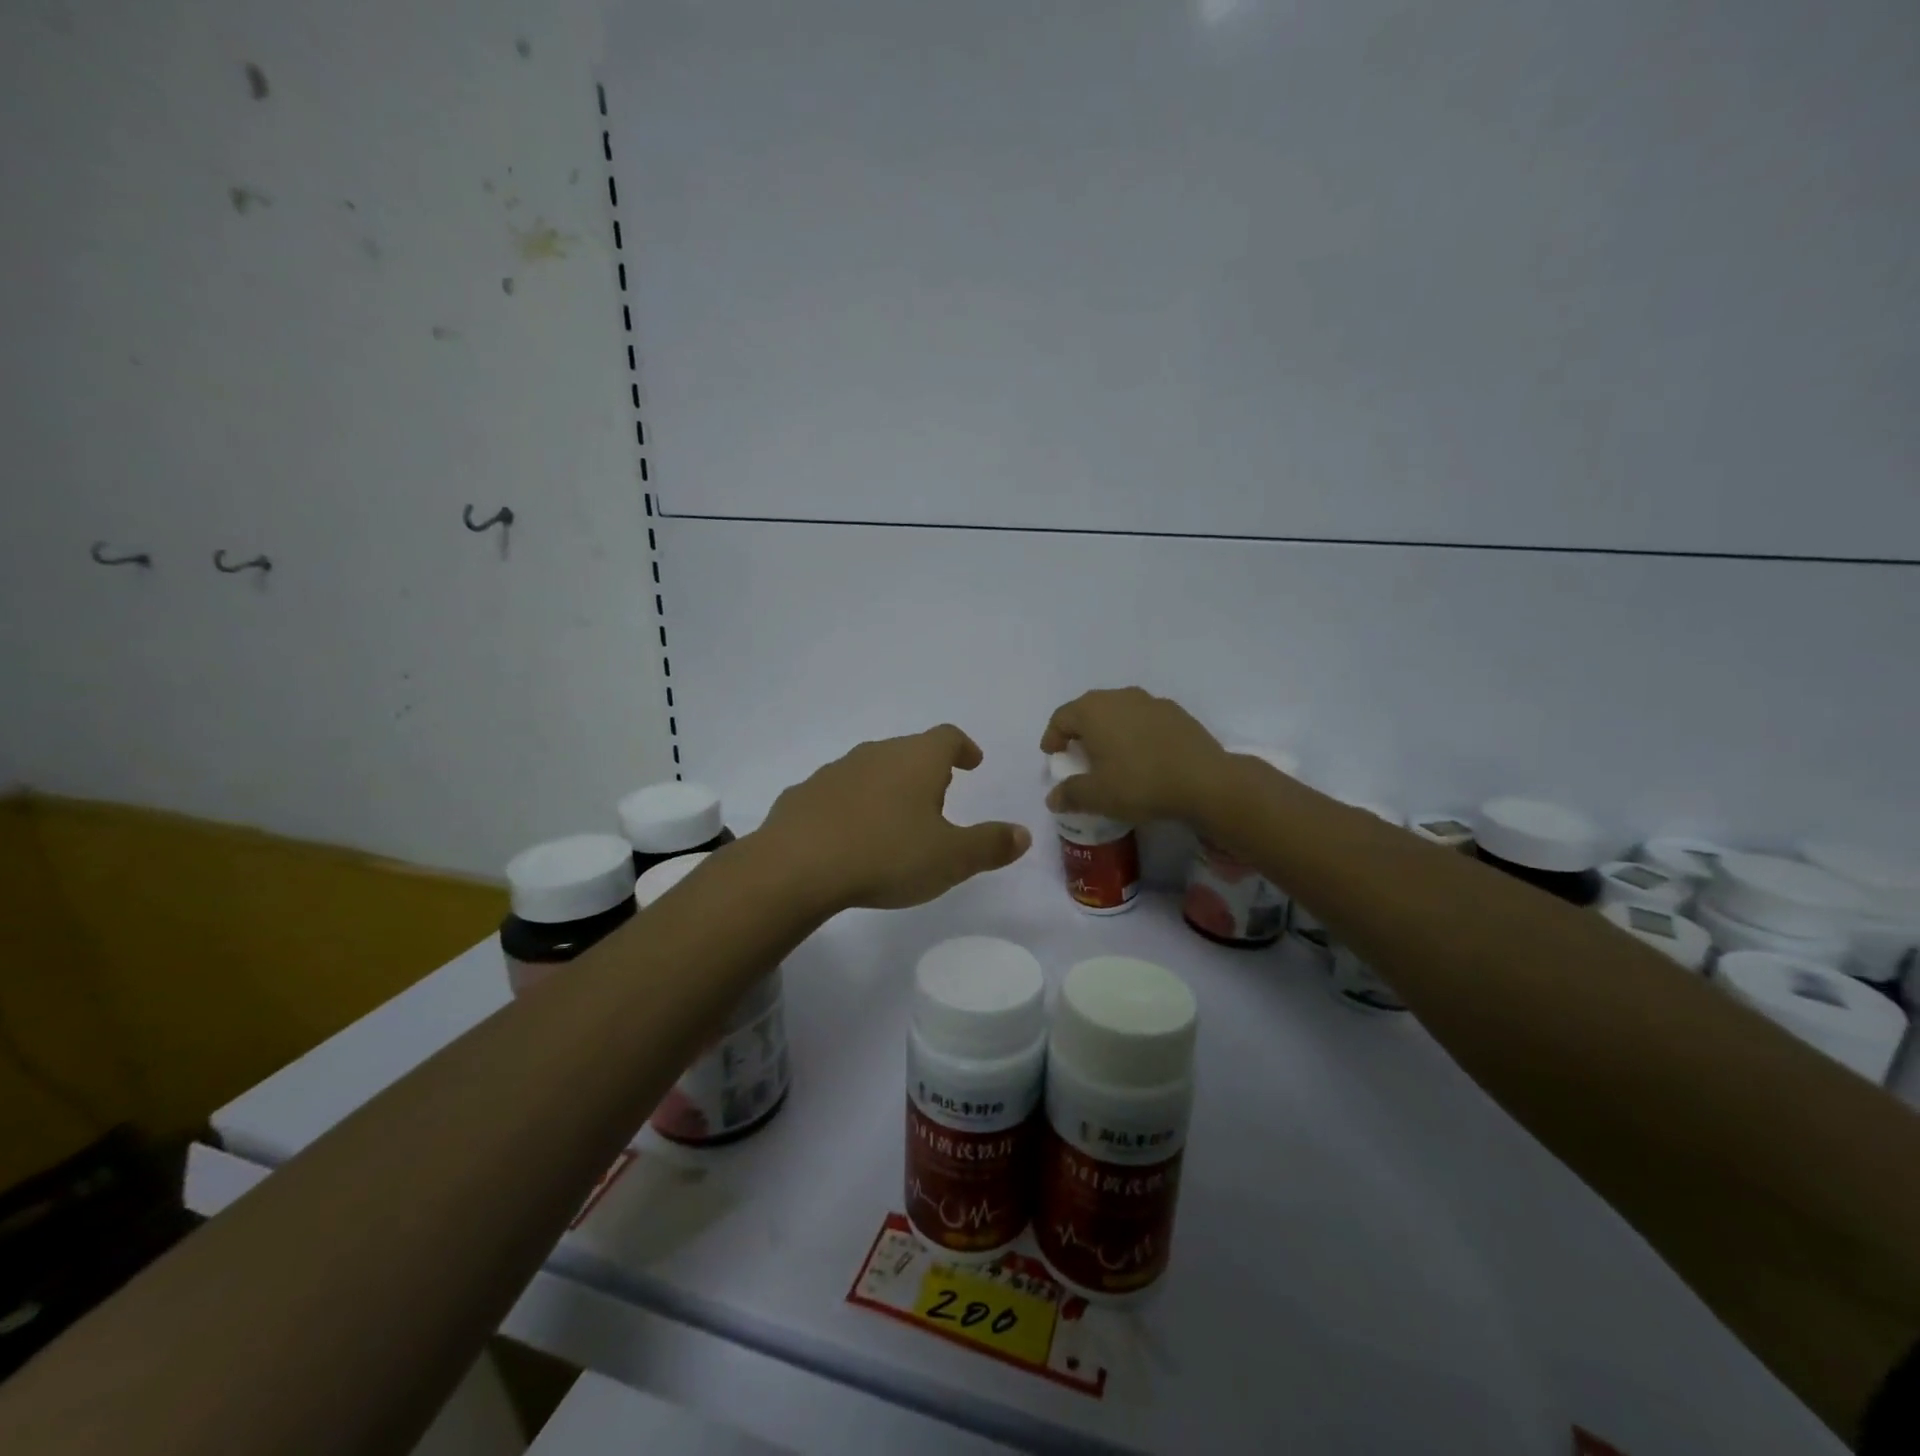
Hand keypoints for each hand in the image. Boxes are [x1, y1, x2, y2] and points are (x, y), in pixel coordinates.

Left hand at [759, 725, 1030, 910]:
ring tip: (895, 819)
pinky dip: (852, 805)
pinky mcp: (804, 793)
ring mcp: (835, 771)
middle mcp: (876, 754)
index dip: (963, 747)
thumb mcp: (951, 859)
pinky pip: (838, 793)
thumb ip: (990, 845)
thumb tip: (1023, 834)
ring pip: (871, 769)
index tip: (972, 762)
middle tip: (938, 798)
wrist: (796, 866)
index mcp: (916, 760)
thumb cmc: (886, 855)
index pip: (947, 737)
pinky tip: (850, 836)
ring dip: (888, 787)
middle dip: (926, 770)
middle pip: (908, 750)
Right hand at [1040, 687, 1233, 824]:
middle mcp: (1119, 696)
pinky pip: (1144, 719)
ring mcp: (1151, 701)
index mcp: (1093, 711)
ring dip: (1109, 730)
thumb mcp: (1097, 796)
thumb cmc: (1139, 783)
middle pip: (1089, 710)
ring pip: (1119, 712)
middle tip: (1079, 755)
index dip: (1053, 737)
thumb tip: (1053, 798)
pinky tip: (1143, 756)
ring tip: (1112, 756)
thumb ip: (1070, 794)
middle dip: (1080, 731)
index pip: (1061, 717)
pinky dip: (1135, 733)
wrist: (1204, 781)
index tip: (1053, 756)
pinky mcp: (1176, 712)